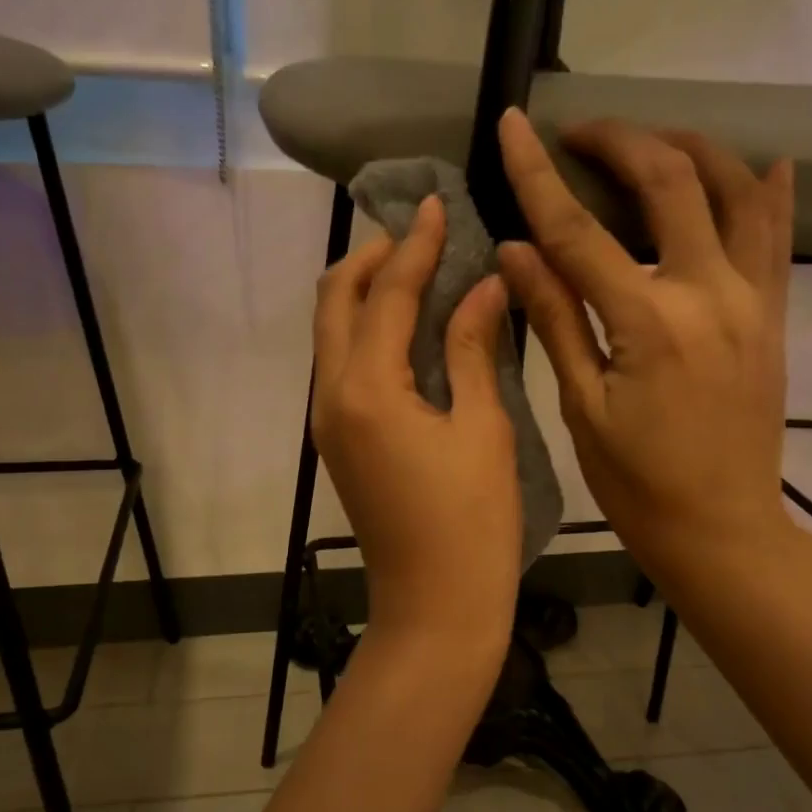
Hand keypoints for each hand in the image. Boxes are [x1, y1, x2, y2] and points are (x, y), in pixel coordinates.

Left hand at [312, 196, 519, 659]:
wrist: (435, 607)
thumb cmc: (472, 524)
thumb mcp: (482, 429)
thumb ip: (473, 349)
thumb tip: (482, 285)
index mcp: (368, 389)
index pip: (386, 294)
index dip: (414, 245)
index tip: (436, 204)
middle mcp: (332, 396)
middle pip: (334, 303)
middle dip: (370, 259)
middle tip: (418, 234)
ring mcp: (329, 422)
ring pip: (332, 334)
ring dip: (365, 293)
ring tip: (415, 270)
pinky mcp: (339, 442)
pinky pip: (342, 365)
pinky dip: (367, 332)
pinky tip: (409, 328)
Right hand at [495, 108, 798, 590]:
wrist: (722, 530)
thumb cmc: (637, 484)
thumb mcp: (582, 409)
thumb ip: (553, 320)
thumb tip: (514, 249)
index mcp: (648, 324)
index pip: (580, 231)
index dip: (539, 174)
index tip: (514, 125)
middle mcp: (709, 295)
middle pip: (669, 183)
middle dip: (620, 141)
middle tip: (578, 135)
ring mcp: (754, 301)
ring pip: (737, 191)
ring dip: (692, 149)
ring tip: (650, 142)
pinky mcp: (776, 316)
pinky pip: (780, 237)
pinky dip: (768, 192)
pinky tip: (764, 164)